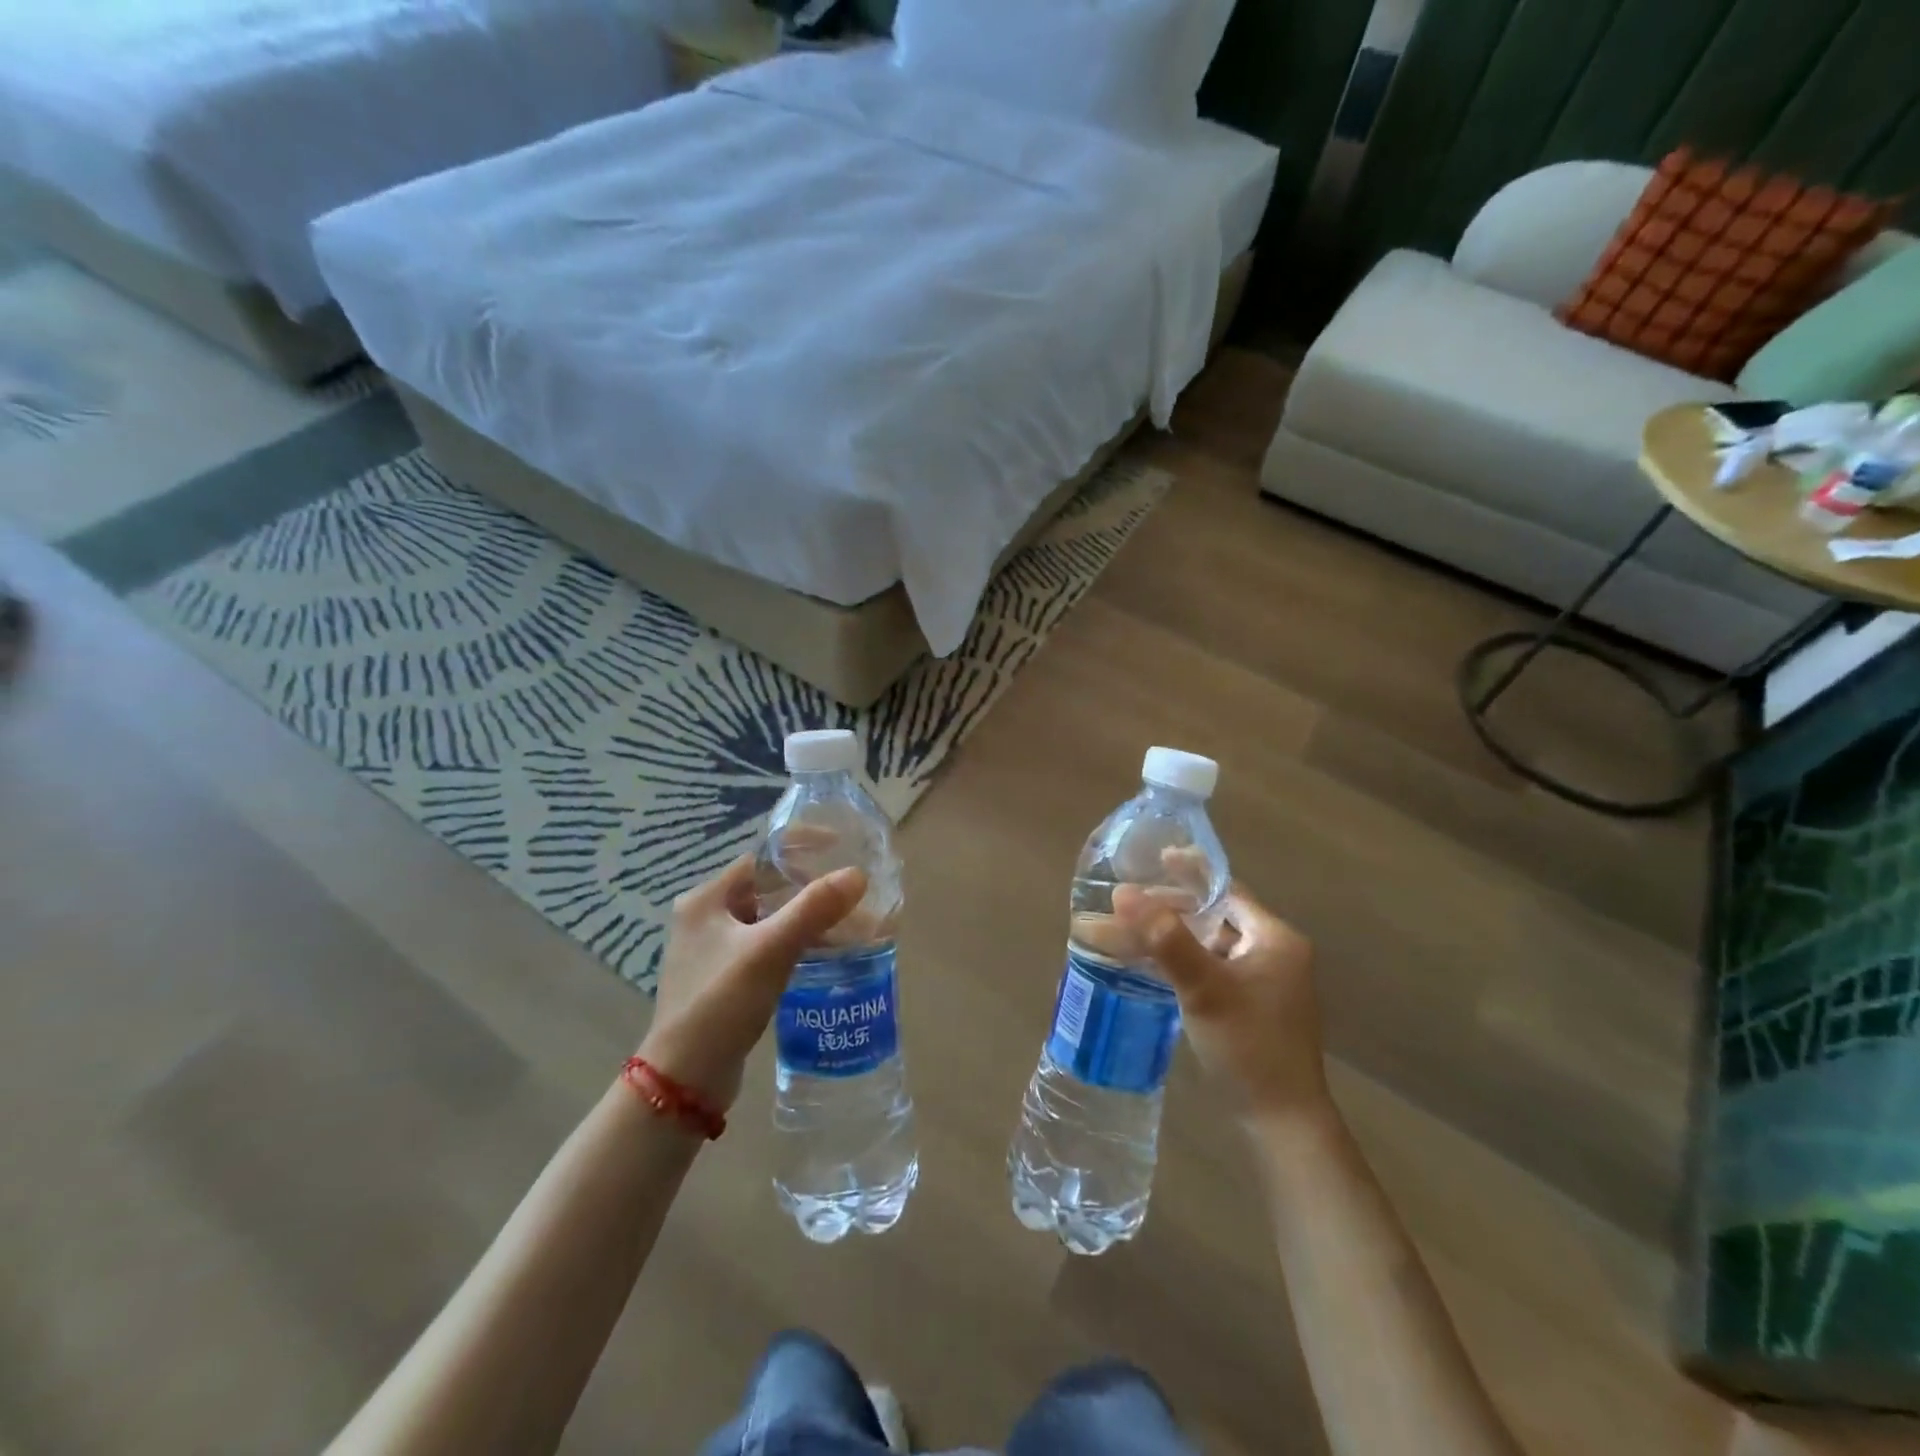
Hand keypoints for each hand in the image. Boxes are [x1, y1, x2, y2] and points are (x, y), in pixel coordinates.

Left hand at [638, 856, 867, 1109]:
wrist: (683, 1079)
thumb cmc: (720, 1002)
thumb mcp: (770, 950)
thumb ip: (813, 909)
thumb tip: (857, 874)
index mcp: (706, 899)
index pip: (761, 857)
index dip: (801, 847)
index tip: (841, 846)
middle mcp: (705, 918)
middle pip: (768, 888)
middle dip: (810, 888)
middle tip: (851, 890)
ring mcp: (712, 951)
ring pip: (769, 920)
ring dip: (806, 919)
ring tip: (848, 923)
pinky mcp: (723, 979)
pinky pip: (766, 947)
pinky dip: (795, 944)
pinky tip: (824, 954)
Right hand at [1114, 882, 1329, 1126]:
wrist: (1280, 1121)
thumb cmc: (1248, 1046)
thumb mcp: (1204, 988)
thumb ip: (1165, 938)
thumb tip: (1122, 892)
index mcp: (1273, 938)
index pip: (1227, 889)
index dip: (1190, 872)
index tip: (1156, 856)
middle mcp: (1271, 953)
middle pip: (1212, 915)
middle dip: (1168, 908)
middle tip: (1127, 899)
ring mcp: (1260, 981)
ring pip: (1206, 944)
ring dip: (1168, 936)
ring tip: (1125, 928)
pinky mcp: (1246, 1005)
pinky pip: (1207, 968)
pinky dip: (1178, 961)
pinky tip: (1146, 962)